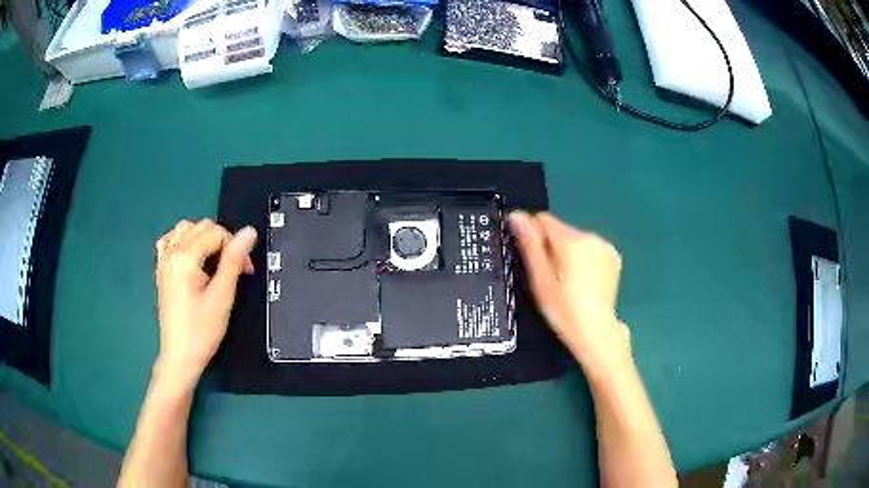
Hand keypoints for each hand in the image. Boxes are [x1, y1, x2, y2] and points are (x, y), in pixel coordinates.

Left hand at [154, 219, 256, 383]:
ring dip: (204, 237)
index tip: (246, 270)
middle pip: (201, 226)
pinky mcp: (161, 269)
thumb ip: (234, 260)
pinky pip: (171, 240)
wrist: (180, 356)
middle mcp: (171, 252)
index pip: (216, 233)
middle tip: (234, 268)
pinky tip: (192, 257)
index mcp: (185, 258)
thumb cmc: (202, 331)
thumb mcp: (222, 296)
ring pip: (186, 228)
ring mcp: (163, 260)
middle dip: (222, 240)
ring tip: (215, 261)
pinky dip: (184, 241)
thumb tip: (249, 232)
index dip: (235, 247)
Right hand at [509, 211, 630, 371]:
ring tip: (567, 280)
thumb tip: (516, 216)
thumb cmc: (563, 308)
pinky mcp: (613, 256)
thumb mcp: (540, 279)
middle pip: (560, 230)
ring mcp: (605, 246)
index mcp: (571, 240)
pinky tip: (583, 280)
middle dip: (551, 246)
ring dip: (567, 251)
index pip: (543, 219)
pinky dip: (583, 258)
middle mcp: (590, 236)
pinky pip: (590, 248)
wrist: (595, 331)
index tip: (530, 256)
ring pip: (575, 239)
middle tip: (549, 275)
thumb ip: (529, 244)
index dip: (532, 234)